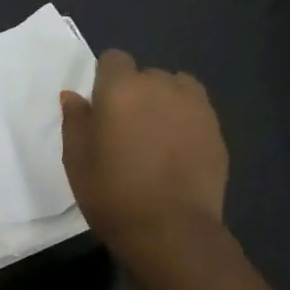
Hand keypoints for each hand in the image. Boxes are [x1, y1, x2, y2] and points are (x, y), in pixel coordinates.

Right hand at [60, 50, 229, 257]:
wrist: (170, 230)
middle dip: (136, 92)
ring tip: (157, 136)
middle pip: (146, 74)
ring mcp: (194, 106)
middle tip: (127, 129)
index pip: (114, 59)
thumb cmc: (112, 193)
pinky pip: (196, 110)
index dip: (106, 78)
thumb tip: (73, 95)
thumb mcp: (76, 159)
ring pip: (175, 88)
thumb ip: (75, 120)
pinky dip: (186, 121)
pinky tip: (178, 151)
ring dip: (164, 102)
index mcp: (121, 89)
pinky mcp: (216, 128)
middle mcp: (160, 86)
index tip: (102, 107)